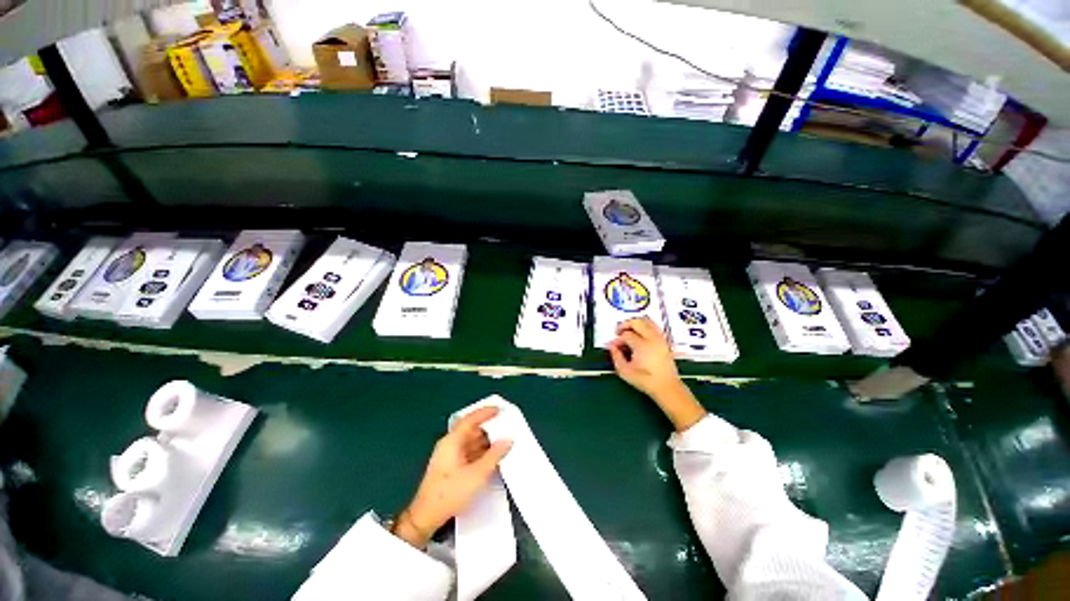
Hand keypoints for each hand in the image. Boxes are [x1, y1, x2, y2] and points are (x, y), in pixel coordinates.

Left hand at [393, 406, 511, 548]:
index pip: (470, 420)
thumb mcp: (477, 474)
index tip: (499, 409)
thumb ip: (494, 455)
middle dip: (488, 427)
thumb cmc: (450, 492)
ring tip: (503, 440)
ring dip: (486, 440)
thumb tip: (508, 440)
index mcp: (452, 441)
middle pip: (471, 429)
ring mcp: (449, 456)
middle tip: (505, 425)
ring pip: (470, 441)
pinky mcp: (451, 467)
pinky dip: (481, 451)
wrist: (426, 517)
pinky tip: (492, 456)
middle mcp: (450, 444)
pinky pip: (469, 452)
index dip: (485, 412)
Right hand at [607, 317, 705, 430]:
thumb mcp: (625, 372)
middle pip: (637, 322)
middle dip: (625, 324)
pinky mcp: (664, 341)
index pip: (626, 335)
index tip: (613, 346)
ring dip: (635, 323)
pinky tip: (639, 334)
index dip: (617, 339)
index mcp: (642, 345)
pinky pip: (653, 326)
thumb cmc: (645, 381)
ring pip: (647, 321)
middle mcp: (652, 338)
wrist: (667, 387)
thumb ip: (616, 357)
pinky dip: (644, 326)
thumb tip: (612, 347)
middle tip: (618, 332)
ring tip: (628, 331)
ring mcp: (660, 338)